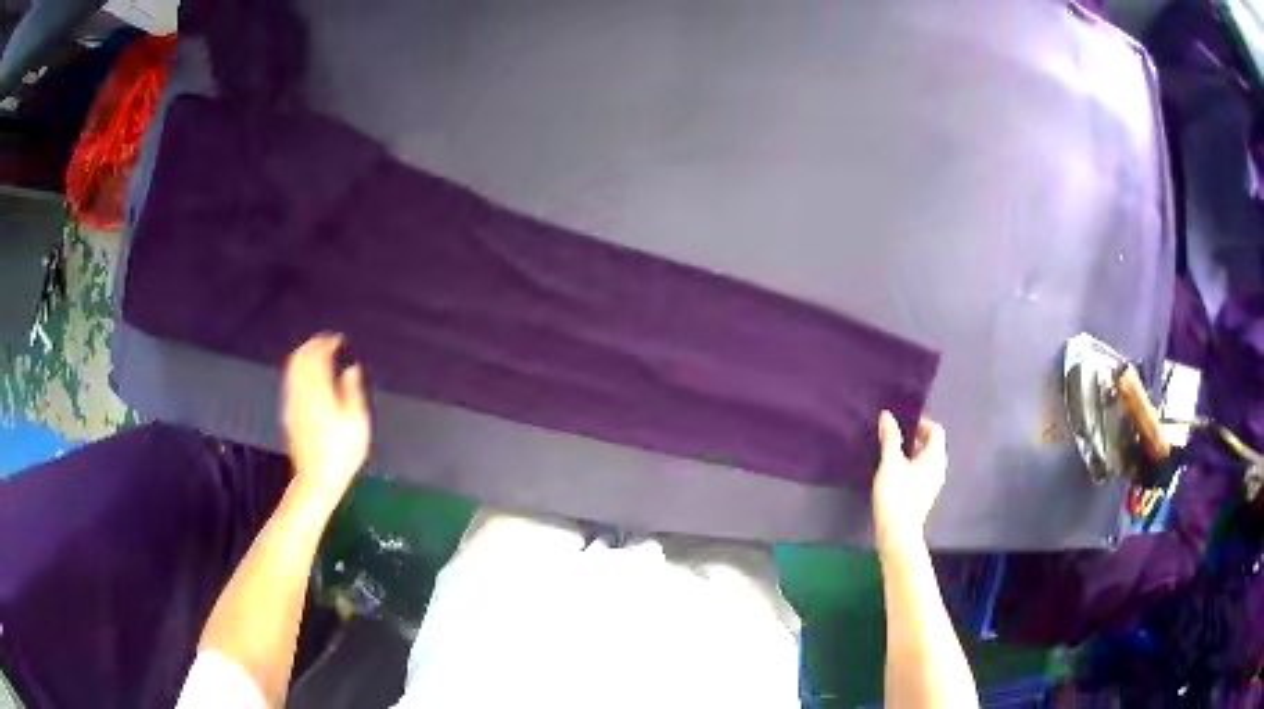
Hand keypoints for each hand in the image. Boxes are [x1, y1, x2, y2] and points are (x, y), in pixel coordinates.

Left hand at [282, 334, 370, 506]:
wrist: (317, 479)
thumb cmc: (342, 452)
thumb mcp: (357, 422)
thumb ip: (352, 390)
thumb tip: (350, 369)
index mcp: (319, 389)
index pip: (318, 355)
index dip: (327, 343)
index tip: (338, 340)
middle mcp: (302, 391)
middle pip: (301, 357)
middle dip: (312, 346)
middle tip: (326, 343)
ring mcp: (292, 402)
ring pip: (293, 368)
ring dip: (303, 356)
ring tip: (317, 355)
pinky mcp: (289, 414)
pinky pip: (291, 382)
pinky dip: (298, 371)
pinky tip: (308, 377)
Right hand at [872, 411, 946, 554]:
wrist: (897, 534)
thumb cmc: (896, 495)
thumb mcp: (890, 463)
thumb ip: (890, 438)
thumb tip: (887, 415)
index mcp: (935, 458)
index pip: (936, 430)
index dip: (920, 423)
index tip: (901, 426)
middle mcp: (938, 469)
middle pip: (931, 445)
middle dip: (914, 438)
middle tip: (893, 438)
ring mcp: (933, 484)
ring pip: (925, 460)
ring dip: (911, 453)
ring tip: (890, 455)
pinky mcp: (924, 496)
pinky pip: (921, 473)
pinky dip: (910, 467)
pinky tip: (893, 474)